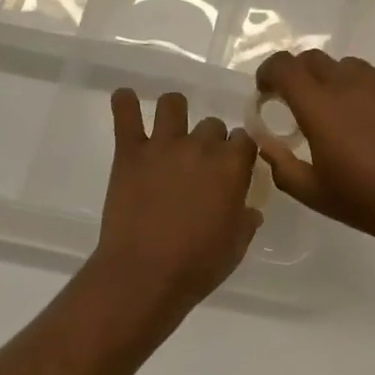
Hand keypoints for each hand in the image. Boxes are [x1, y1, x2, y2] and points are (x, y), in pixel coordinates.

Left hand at [90, 89, 262, 318]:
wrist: (144, 274)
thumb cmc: (198, 265)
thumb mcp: (236, 246)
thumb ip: (246, 220)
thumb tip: (250, 210)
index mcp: (232, 166)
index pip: (245, 139)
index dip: (239, 151)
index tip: (233, 166)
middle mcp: (202, 146)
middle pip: (212, 124)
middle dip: (209, 139)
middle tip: (199, 163)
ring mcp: (164, 145)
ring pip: (173, 104)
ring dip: (174, 112)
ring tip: (168, 129)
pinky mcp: (130, 152)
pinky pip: (126, 114)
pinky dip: (124, 103)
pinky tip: (125, 99)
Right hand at [253, 51, 374, 249]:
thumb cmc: (368, 201)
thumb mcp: (313, 192)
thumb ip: (281, 163)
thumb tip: (267, 142)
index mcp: (320, 106)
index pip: (284, 66)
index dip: (268, 73)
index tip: (266, 92)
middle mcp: (350, 84)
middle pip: (313, 58)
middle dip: (298, 75)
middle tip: (298, 104)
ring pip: (347, 66)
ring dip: (332, 82)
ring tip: (339, 115)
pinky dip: (365, 94)